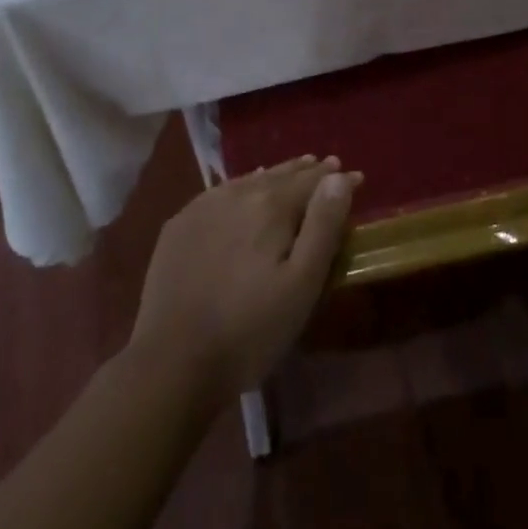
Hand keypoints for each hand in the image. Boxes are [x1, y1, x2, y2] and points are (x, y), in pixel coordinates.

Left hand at [129, 155, 359, 402]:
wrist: (171, 363)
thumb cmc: (250, 330)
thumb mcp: (302, 284)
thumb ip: (323, 226)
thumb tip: (339, 177)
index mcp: (271, 205)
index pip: (312, 181)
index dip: (336, 179)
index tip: (355, 177)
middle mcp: (238, 193)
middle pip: (281, 175)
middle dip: (307, 171)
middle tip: (326, 166)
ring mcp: (204, 206)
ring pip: (250, 180)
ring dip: (275, 175)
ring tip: (291, 171)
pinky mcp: (179, 225)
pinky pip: (221, 193)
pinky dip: (242, 187)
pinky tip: (244, 193)